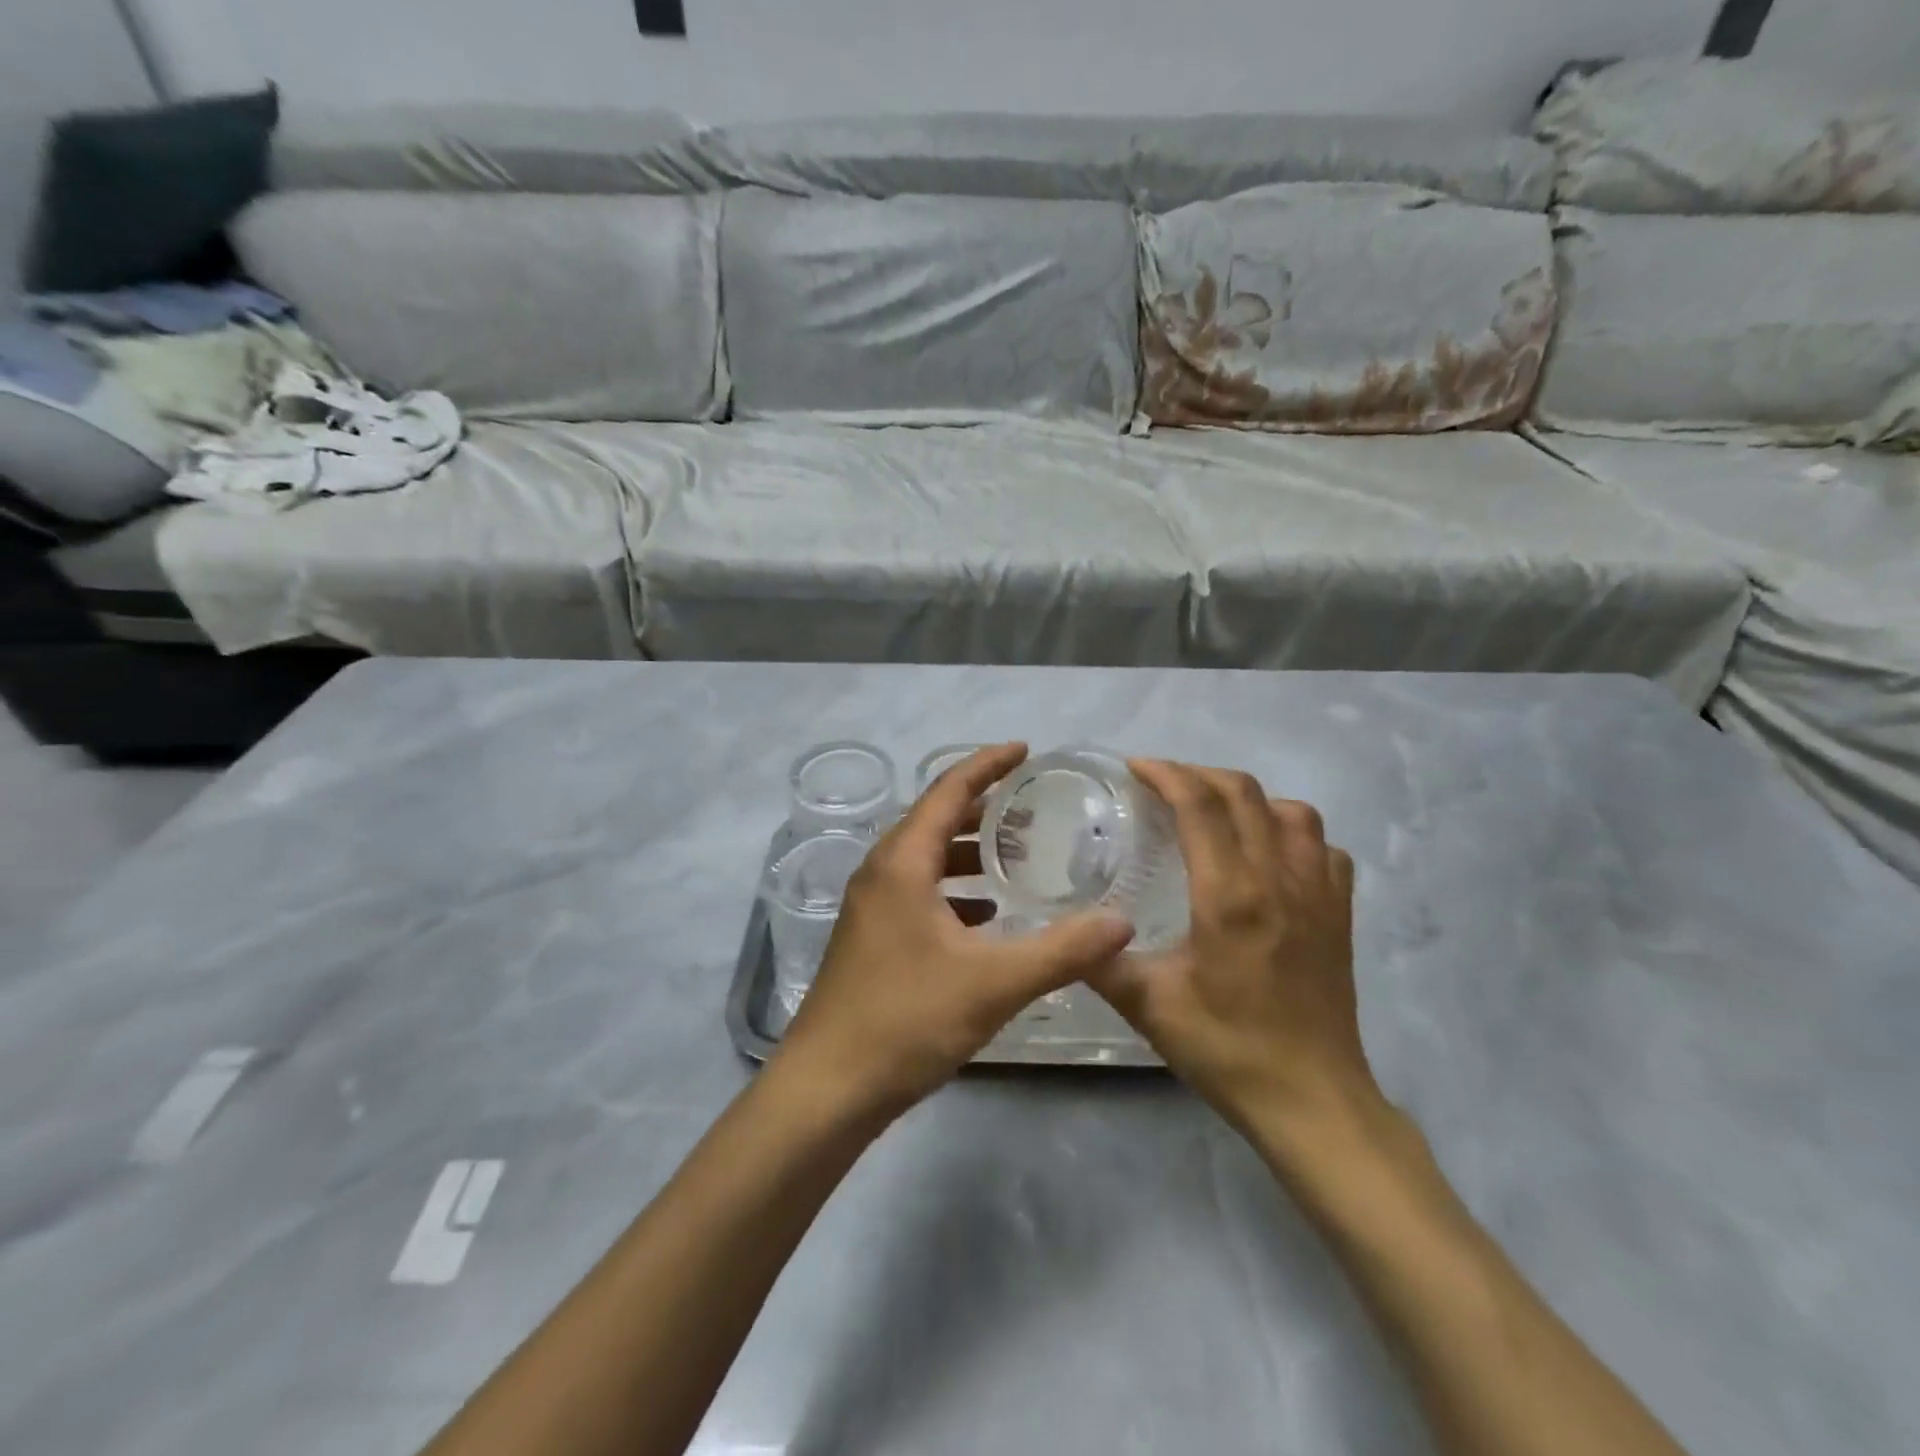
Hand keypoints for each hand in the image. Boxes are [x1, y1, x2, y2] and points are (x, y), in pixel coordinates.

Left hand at [772, 744, 1135, 1122]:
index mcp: (902, 863)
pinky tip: (988, 916)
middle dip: (983, 808)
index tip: (1025, 750)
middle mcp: (881, 873)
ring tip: (1017, 856)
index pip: (948, 790)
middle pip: (935, 820)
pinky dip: (955, 891)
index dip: (987, 764)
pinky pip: (919, 893)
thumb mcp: (993, 982)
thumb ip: (1063, 950)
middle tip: (1033, 807)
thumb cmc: (906, 1020)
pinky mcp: (873, 939)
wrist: (828, 1088)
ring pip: (926, 860)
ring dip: (968, 852)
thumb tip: (1122, 922)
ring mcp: (872, 908)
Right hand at [1087, 760, 1380, 1138]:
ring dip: (1249, 798)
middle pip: (1244, 793)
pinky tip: (1270, 855)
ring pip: (1292, 811)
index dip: (1166, 774)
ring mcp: (1318, 893)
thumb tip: (1061, 933)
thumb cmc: (1228, 1049)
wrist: (1313, 1100)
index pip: (1200, 805)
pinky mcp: (1340, 914)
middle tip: (1162, 783)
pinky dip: (1293, 833)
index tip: (1135, 768)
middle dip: (1198, 774)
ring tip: (1215, 812)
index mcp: (1230, 894)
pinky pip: (1323, 848)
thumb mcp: (1148, 1006)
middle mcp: (1278, 878)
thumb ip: (1099, 962)